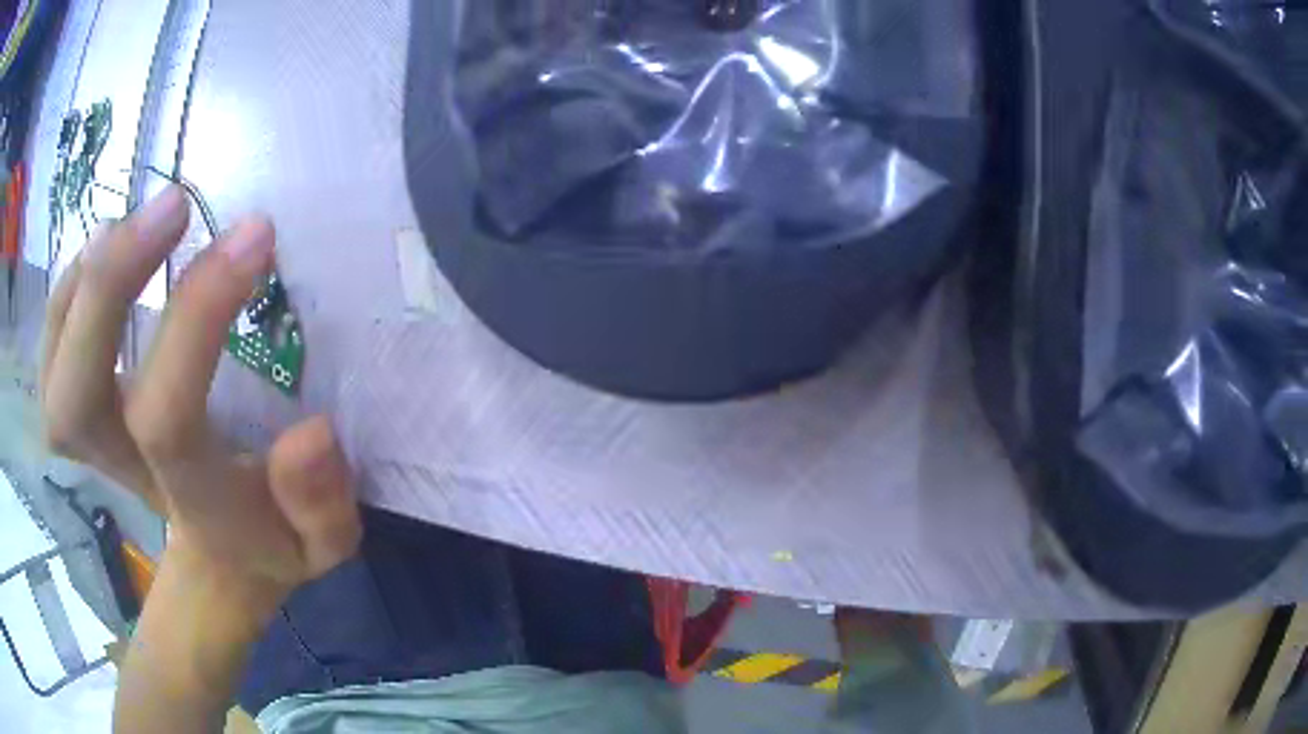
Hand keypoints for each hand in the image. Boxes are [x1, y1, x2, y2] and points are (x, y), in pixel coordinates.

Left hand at [40, 186, 361, 612]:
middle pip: (77, 401)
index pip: (166, 419)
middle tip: (174, 208)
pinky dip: (65, 298)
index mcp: (190, 504)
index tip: (256, 236)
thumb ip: (320, 504)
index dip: (196, 321)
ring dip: (80, 288)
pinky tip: (100, 251)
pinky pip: (51, 360)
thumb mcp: (323, 543)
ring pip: (53, 379)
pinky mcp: (86, 418)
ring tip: (130, 222)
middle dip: (107, 291)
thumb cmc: (273, 539)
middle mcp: (130, 474)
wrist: (222, 554)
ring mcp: (99, 446)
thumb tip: (312, 432)